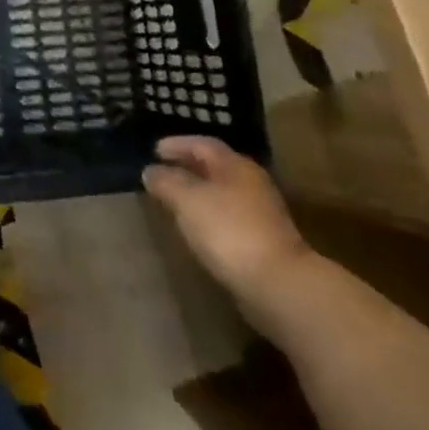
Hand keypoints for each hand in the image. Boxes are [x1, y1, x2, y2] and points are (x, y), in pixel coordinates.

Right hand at [143, 136, 310, 304]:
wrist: (278, 285)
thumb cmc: (228, 230)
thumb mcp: (187, 200)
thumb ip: (166, 182)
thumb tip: (150, 171)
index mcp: (235, 165)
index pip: (202, 144)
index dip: (177, 144)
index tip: (154, 150)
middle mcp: (251, 183)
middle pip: (214, 167)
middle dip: (186, 167)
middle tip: (161, 173)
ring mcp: (261, 213)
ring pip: (222, 192)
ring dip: (197, 192)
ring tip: (173, 200)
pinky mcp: (263, 241)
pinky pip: (228, 216)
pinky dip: (208, 215)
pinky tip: (195, 227)